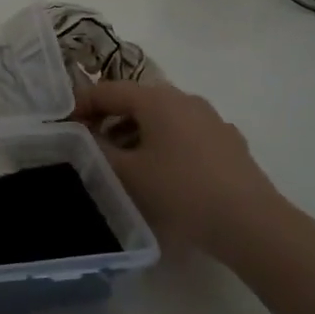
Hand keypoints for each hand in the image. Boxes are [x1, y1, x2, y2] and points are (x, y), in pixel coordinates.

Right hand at [73, 80, 310, 274]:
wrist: (250, 223)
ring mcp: (211, 119)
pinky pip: (184, 133)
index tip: (63, 126)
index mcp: (156, 99)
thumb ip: (96, 149)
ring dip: (135, 132)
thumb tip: (83, 135)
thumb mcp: (127, 173)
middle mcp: (184, 99)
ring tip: (123, 162)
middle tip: (89, 144)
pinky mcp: (227, 142)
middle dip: (108, 118)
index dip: (80, 105)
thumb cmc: (180, 191)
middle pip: (135, 100)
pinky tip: (163, 172)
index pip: (107, 90)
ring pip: (161, 117)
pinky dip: (164, 143)